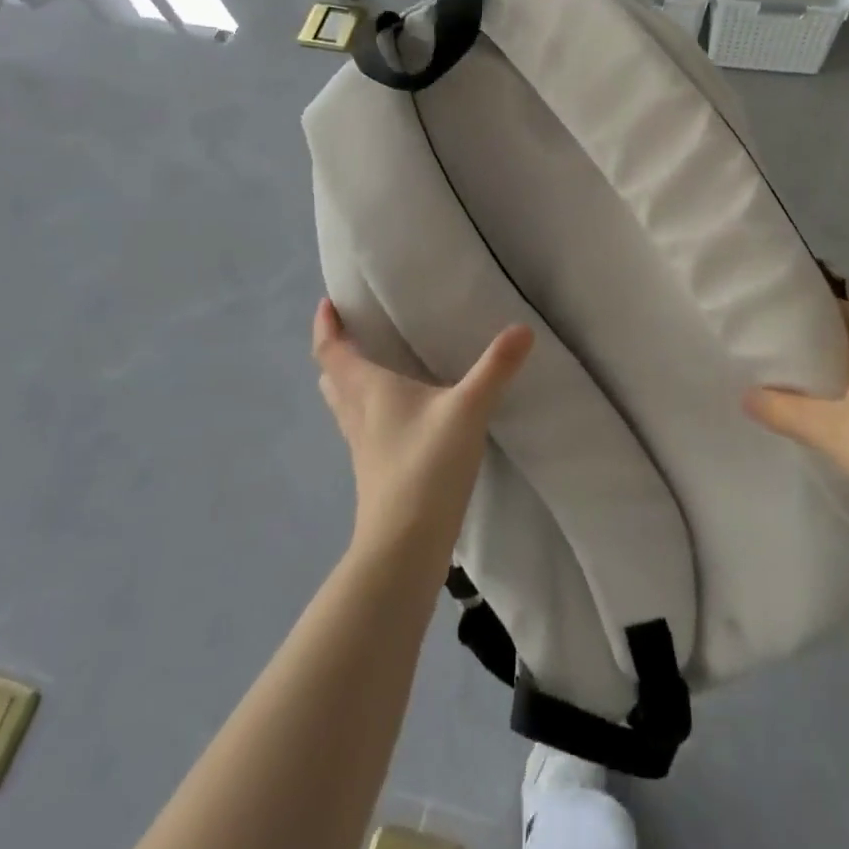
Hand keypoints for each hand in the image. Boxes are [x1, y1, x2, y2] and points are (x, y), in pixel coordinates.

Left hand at [312, 299, 532, 564]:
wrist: (404, 545)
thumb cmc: (426, 465)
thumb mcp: (467, 409)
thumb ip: (495, 368)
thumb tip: (522, 328)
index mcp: (369, 389)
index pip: (332, 350)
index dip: (326, 325)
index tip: (327, 303)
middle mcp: (358, 413)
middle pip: (333, 376)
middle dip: (337, 352)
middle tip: (353, 332)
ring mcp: (362, 446)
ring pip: (344, 404)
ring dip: (349, 381)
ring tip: (372, 366)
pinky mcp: (374, 470)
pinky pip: (362, 427)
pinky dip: (369, 409)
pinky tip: (398, 415)